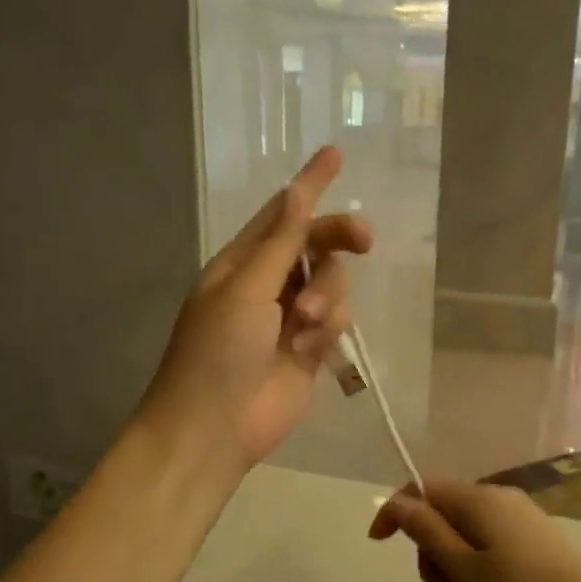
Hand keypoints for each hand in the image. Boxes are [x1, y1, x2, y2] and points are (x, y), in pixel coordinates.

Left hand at [138, 147, 371, 476]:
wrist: (215, 427)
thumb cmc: (217, 351)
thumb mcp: (245, 289)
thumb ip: (279, 243)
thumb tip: (297, 191)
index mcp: (241, 262)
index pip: (281, 214)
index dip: (309, 185)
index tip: (336, 155)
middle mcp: (267, 284)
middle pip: (315, 244)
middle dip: (338, 240)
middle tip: (365, 240)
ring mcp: (289, 318)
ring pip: (331, 284)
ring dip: (326, 297)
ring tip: (306, 325)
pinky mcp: (309, 349)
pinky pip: (335, 321)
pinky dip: (327, 329)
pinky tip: (309, 348)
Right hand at [368, 478, 580, 581]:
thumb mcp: (464, 568)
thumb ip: (427, 532)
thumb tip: (398, 502)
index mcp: (477, 499)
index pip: (421, 488)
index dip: (395, 511)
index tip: (378, 544)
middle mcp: (497, 496)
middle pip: (442, 510)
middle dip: (428, 546)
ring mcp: (519, 514)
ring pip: (464, 527)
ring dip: (450, 558)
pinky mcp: (534, 534)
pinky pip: (487, 537)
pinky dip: (473, 560)